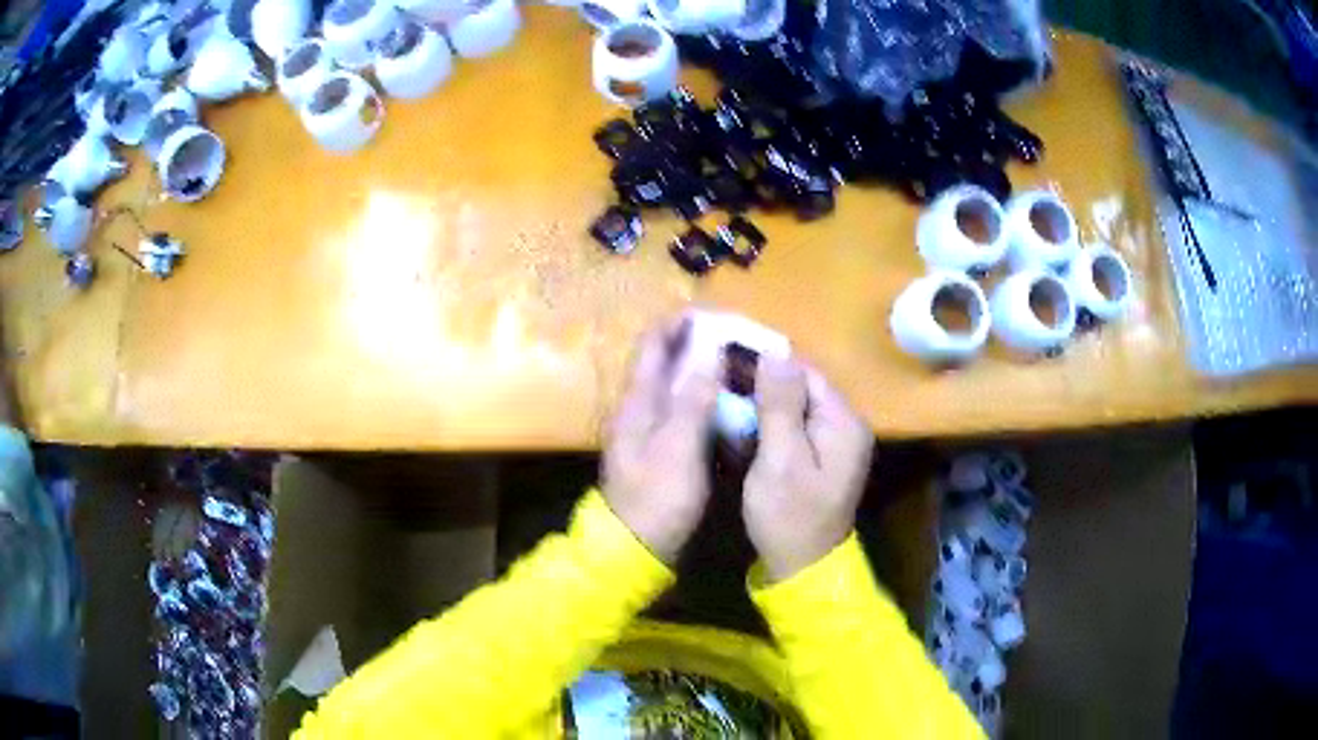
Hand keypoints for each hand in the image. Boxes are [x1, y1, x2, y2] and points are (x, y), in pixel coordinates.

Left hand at [602, 319, 718, 563]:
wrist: (635, 547)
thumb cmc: (656, 498)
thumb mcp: (677, 448)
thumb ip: (691, 399)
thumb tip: (709, 350)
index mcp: (638, 400)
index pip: (655, 344)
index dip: (682, 323)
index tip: (720, 315)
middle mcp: (642, 407)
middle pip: (669, 361)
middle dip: (702, 343)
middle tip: (742, 340)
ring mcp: (653, 428)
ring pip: (681, 385)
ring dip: (708, 369)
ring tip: (744, 364)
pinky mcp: (666, 448)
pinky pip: (688, 410)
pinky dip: (710, 398)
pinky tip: (735, 403)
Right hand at [743, 358, 872, 581]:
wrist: (802, 568)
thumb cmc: (789, 516)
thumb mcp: (780, 460)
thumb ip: (780, 406)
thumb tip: (776, 353)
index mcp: (843, 422)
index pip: (805, 372)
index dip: (767, 365)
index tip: (727, 365)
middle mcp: (845, 426)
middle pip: (802, 388)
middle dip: (762, 386)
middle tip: (720, 388)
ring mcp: (834, 444)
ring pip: (795, 408)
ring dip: (762, 406)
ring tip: (725, 406)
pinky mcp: (820, 459)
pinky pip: (794, 428)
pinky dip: (769, 426)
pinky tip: (742, 430)